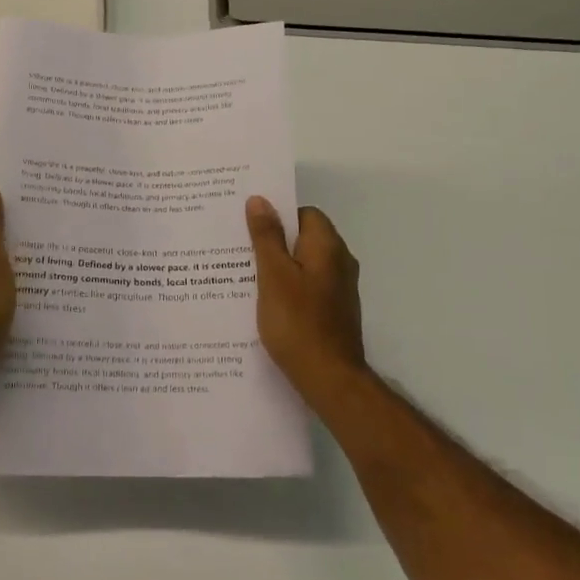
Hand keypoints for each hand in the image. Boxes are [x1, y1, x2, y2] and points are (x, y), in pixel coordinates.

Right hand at [246, 196, 367, 401]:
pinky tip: (265, 304)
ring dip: (279, 268)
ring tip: (244, 276)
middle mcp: (340, 262)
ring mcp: (340, 289)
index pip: (304, 213)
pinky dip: (288, 289)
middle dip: (273, 241)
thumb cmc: (298, 322)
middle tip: (239, 248)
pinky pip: (308, 288)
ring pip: (304, 265)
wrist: (330, 379)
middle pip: (304, 238)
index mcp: (327, 246)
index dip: (277, 216)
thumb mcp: (273, 275)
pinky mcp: (334, 312)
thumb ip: (266, 237)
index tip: (248, 225)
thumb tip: (260, 200)